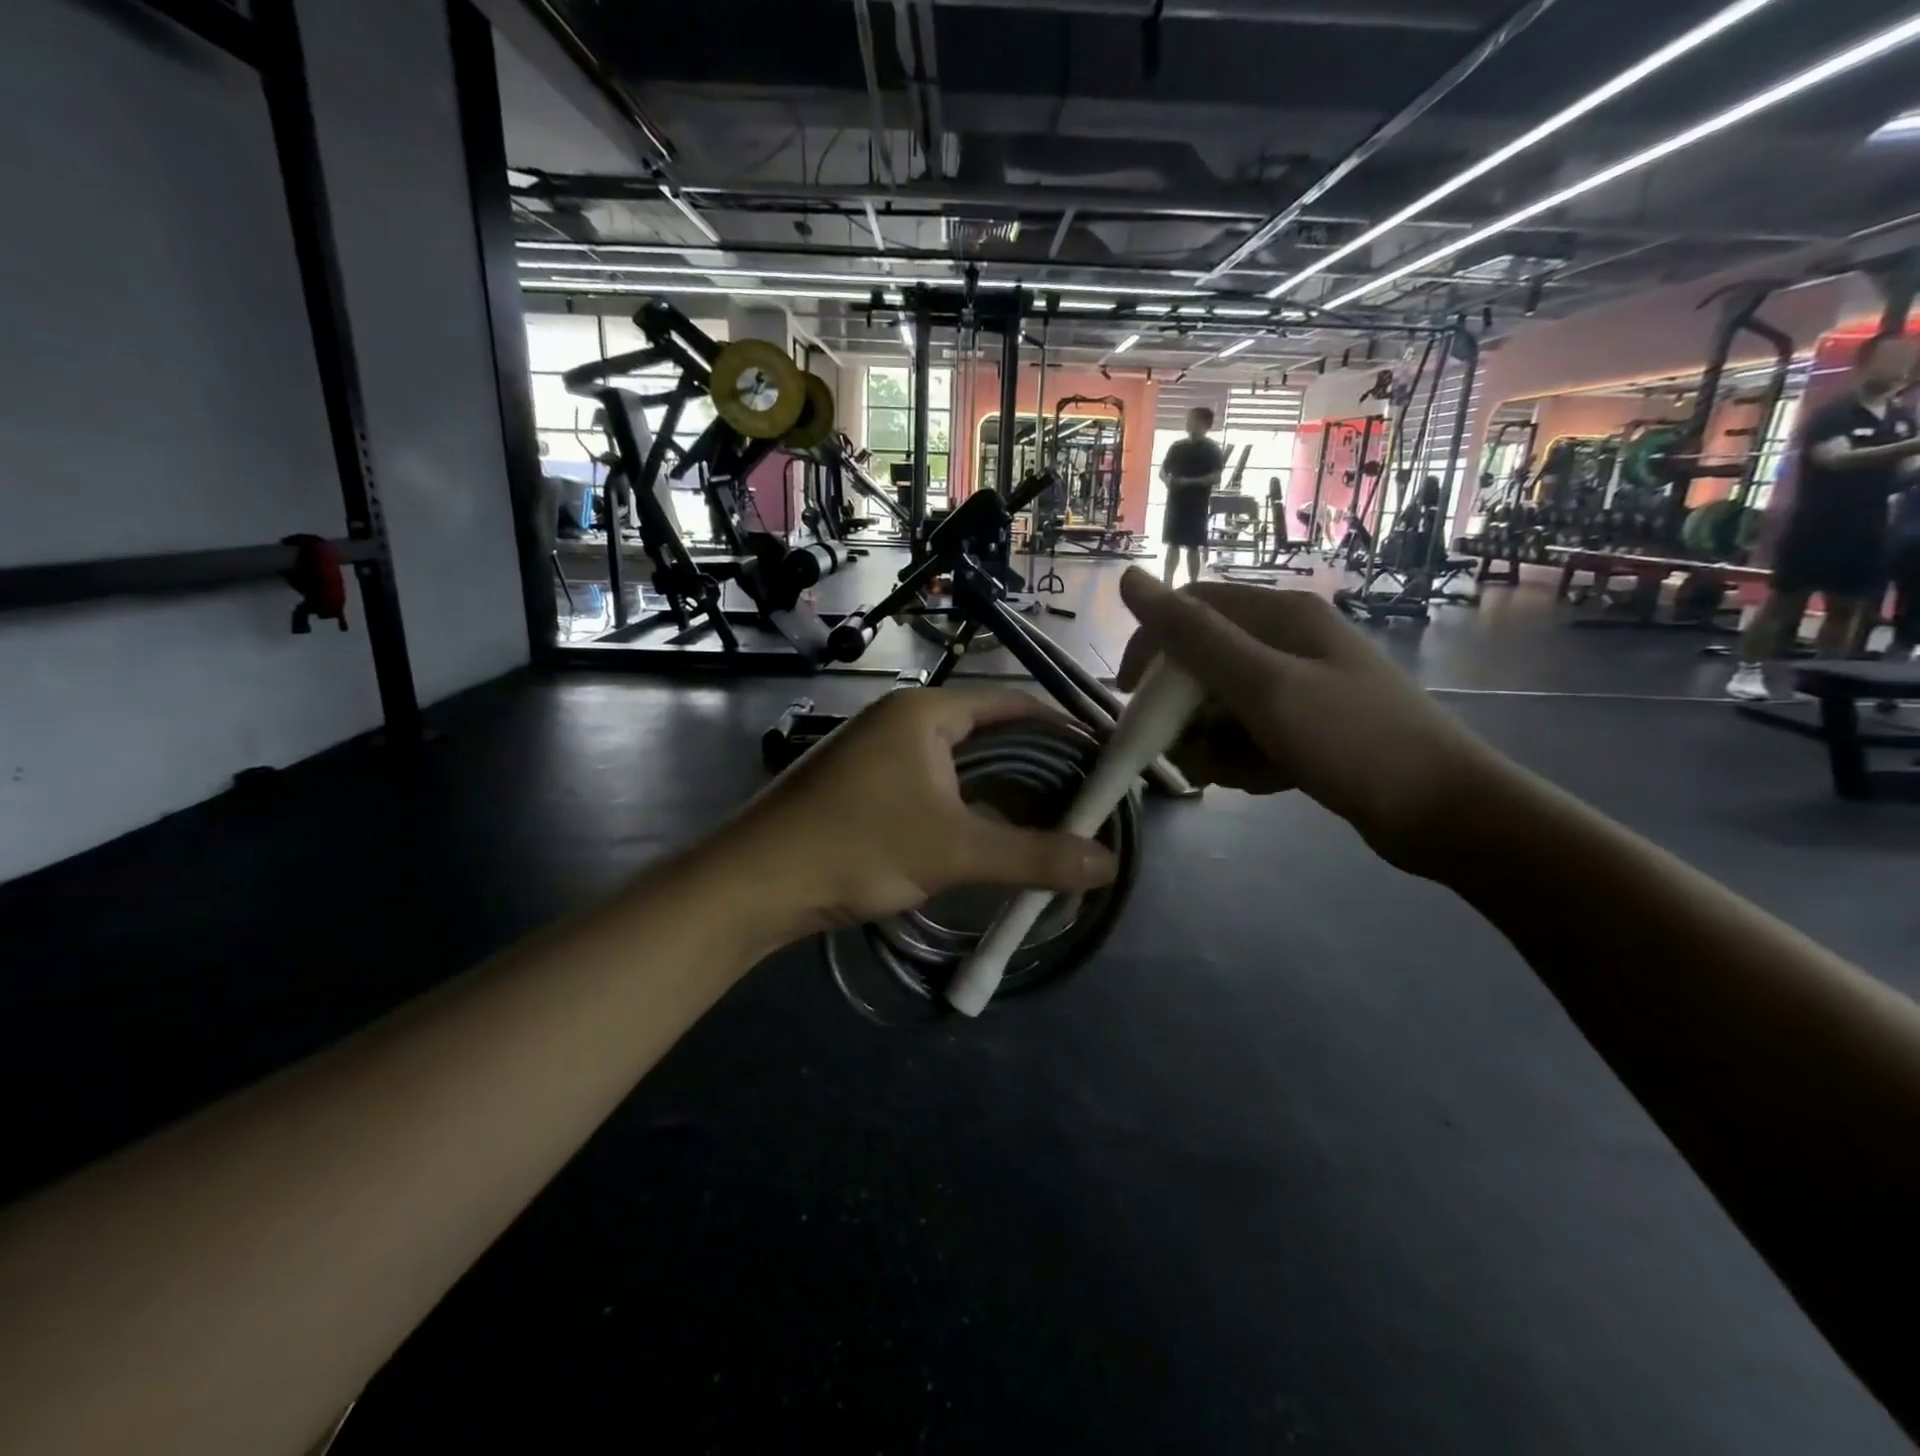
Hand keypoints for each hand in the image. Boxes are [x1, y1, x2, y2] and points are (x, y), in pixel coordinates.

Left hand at [705, 688, 1118, 945]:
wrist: (755, 883)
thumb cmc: (858, 846)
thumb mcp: (955, 850)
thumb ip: (1035, 856)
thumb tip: (1110, 865)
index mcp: (927, 712)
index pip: (1013, 704)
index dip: (1062, 730)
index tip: (1101, 762)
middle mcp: (904, 721)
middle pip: (990, 734)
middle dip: (1038, 769)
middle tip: (1083, 803)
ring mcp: (880, 753)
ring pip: (961, 766)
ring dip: (1003, 795)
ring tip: (1049, 826)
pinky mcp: (865, 787)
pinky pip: (935, 788)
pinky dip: (969, 809)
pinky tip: (992, 840)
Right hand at [1115, 569, 1508, 871]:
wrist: (1444, 812)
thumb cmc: (1352, 740)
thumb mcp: (1264, 685)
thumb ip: (1194, 635)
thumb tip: (1130, 579)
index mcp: (1281, 617)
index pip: (1190, 609)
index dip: (1150, 646)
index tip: (1127, 695)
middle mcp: (1289, 642)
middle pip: (1203, 663)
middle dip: (1185, 710)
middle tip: (1185, 749)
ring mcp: (1302, 686)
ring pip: (1222, 706)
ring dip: (1214, 742)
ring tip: (1237, 772)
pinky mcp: (1310, 726)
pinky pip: (1251, 734)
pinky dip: (1245, 758)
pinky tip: (1266, 780)